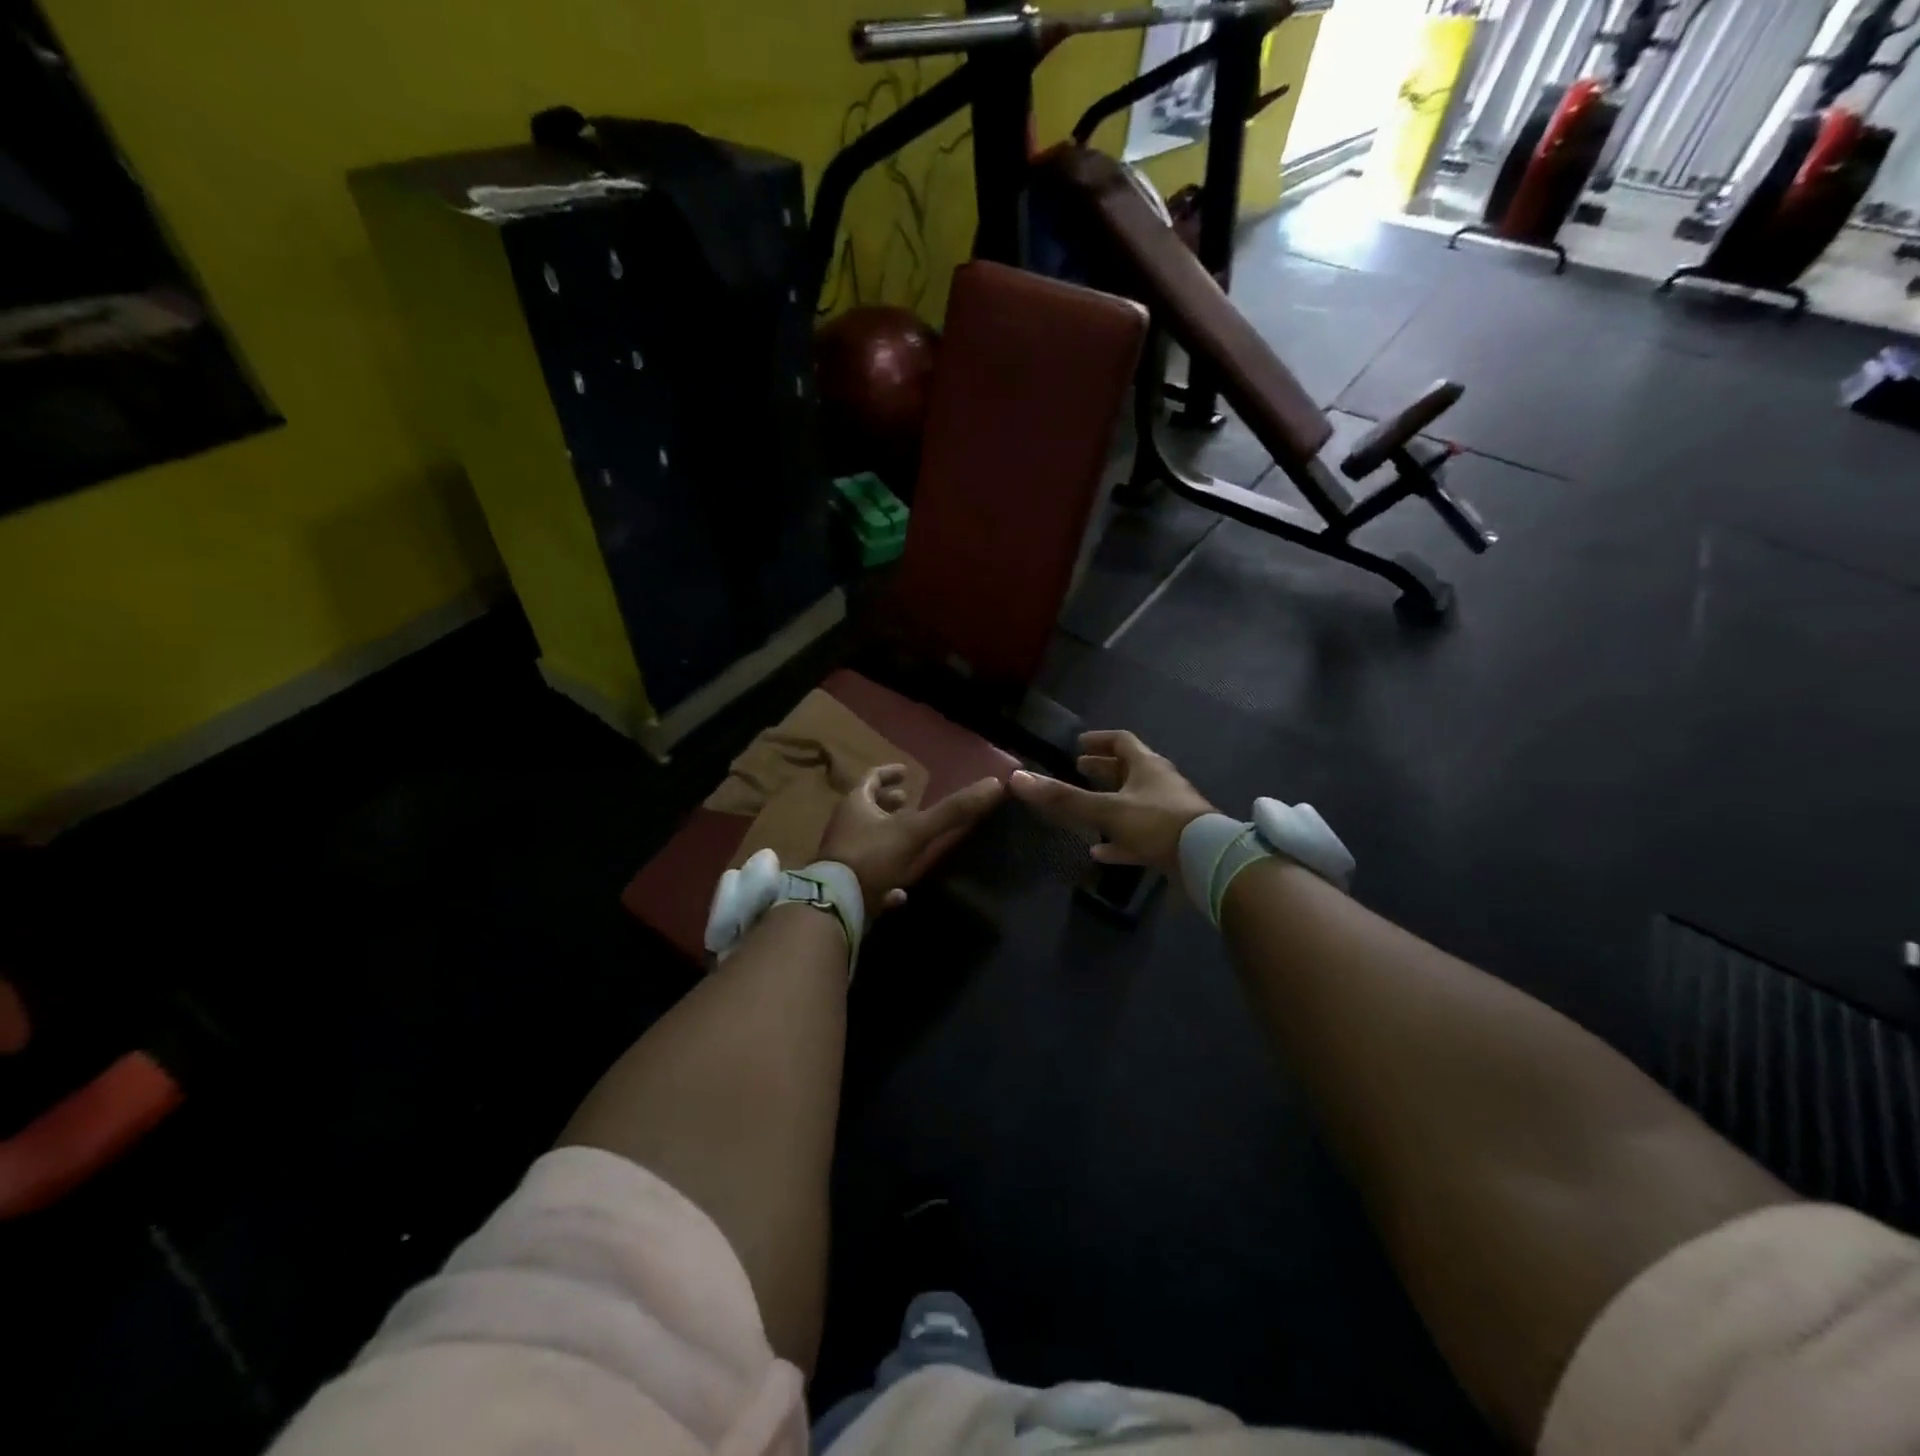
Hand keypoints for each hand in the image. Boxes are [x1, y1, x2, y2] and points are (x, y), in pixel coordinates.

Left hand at [818, 766, 1004, 916]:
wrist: (835, 904)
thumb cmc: (872, 857)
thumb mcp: (916, 831)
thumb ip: (952, 811)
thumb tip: (994, 784)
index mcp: (856, 805)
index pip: (871, 779)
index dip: (889, 773)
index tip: (905, 773)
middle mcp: (844, 826)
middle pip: (866, 809)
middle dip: (887, 805)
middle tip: (908, 802)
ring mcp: (841, 856)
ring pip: (865, 841)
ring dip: (886, 838)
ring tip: (909, 842)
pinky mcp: (842, 885)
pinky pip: (865, 875)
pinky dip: (883, 877)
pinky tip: (900, 891)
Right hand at [1006, 730, 1214, 878]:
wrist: (1208, 859)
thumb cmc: (1157, 823)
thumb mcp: (1106, 810)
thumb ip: (1063, 799)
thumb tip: (1017, 779)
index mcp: (1147, 767)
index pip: (1122, 742)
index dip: (1099, 741)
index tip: (1078, 744)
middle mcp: (1160, 784)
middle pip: (1129, 771)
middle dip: (1103, 770)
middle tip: (1080, 769)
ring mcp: (1169, 813)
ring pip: (1134, 803)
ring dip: (1111, 804)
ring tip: (1086, 810)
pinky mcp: (1173, 841)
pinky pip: (1140, 835)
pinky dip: (1119, 840)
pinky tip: (1100, 852)